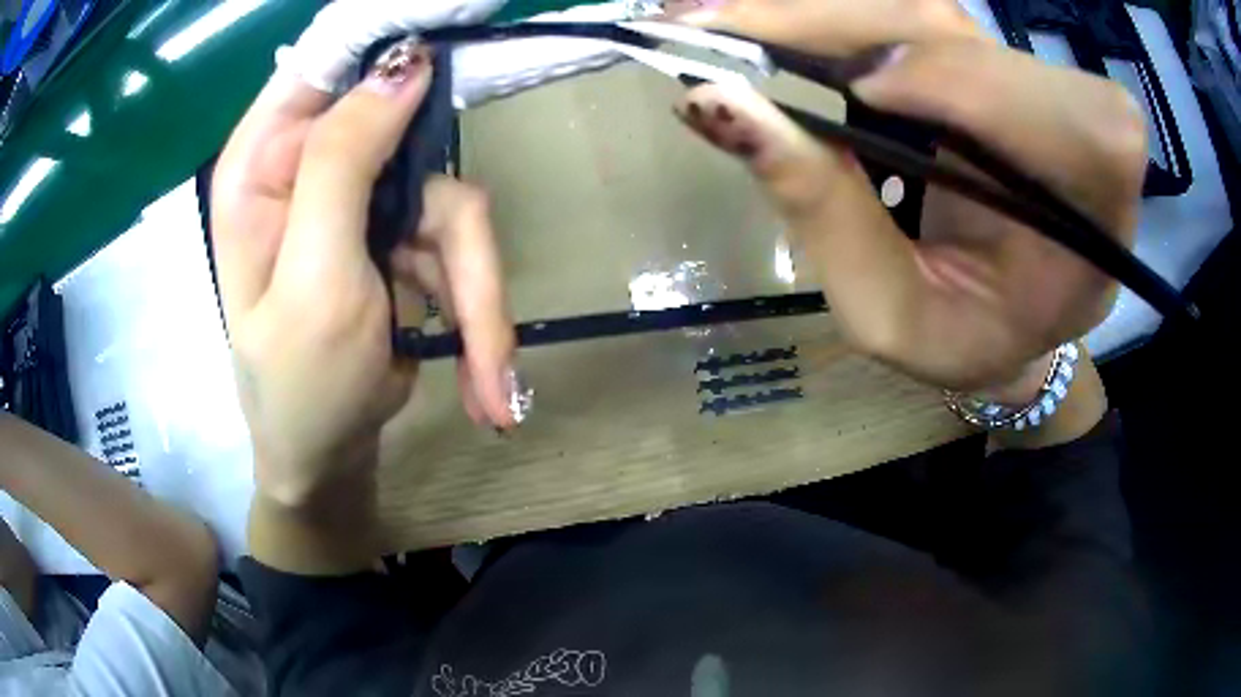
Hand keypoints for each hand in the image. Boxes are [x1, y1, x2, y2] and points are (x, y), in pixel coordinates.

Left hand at [211, 45, 514, 509]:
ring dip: (479, 298)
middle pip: (413, 142)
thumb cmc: (297, 388)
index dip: (386, 37)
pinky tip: (480, 379)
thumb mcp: (313, 282)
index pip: (322, 63)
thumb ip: (342, 165)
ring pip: (450, 206)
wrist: (327, 458)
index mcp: (262, 165)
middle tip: (484, 325)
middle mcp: (308, 167)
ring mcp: (358, 200)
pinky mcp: (396, 234)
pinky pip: (460, 248)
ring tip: (487, 381)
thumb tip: (403, 63)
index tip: (459, 17)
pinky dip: (478, 314)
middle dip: (456, 241)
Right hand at [674, 0, 1146, 399]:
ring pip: (926, 14)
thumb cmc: (960, 337)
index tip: (864, 89)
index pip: (1055, 120)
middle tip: (706, 24)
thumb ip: (824, 216)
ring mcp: (1034, 82)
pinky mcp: (993, 60)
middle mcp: (1075, 134)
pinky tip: (768, 30)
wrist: (1008, 315)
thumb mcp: (890, 314)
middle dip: (839, 22)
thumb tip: (714, 103)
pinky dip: (835, 20)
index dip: (962, 83)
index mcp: (1087, 227)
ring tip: (717, 26)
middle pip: (965, 36)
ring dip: (817, 15)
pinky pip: (913, 17)